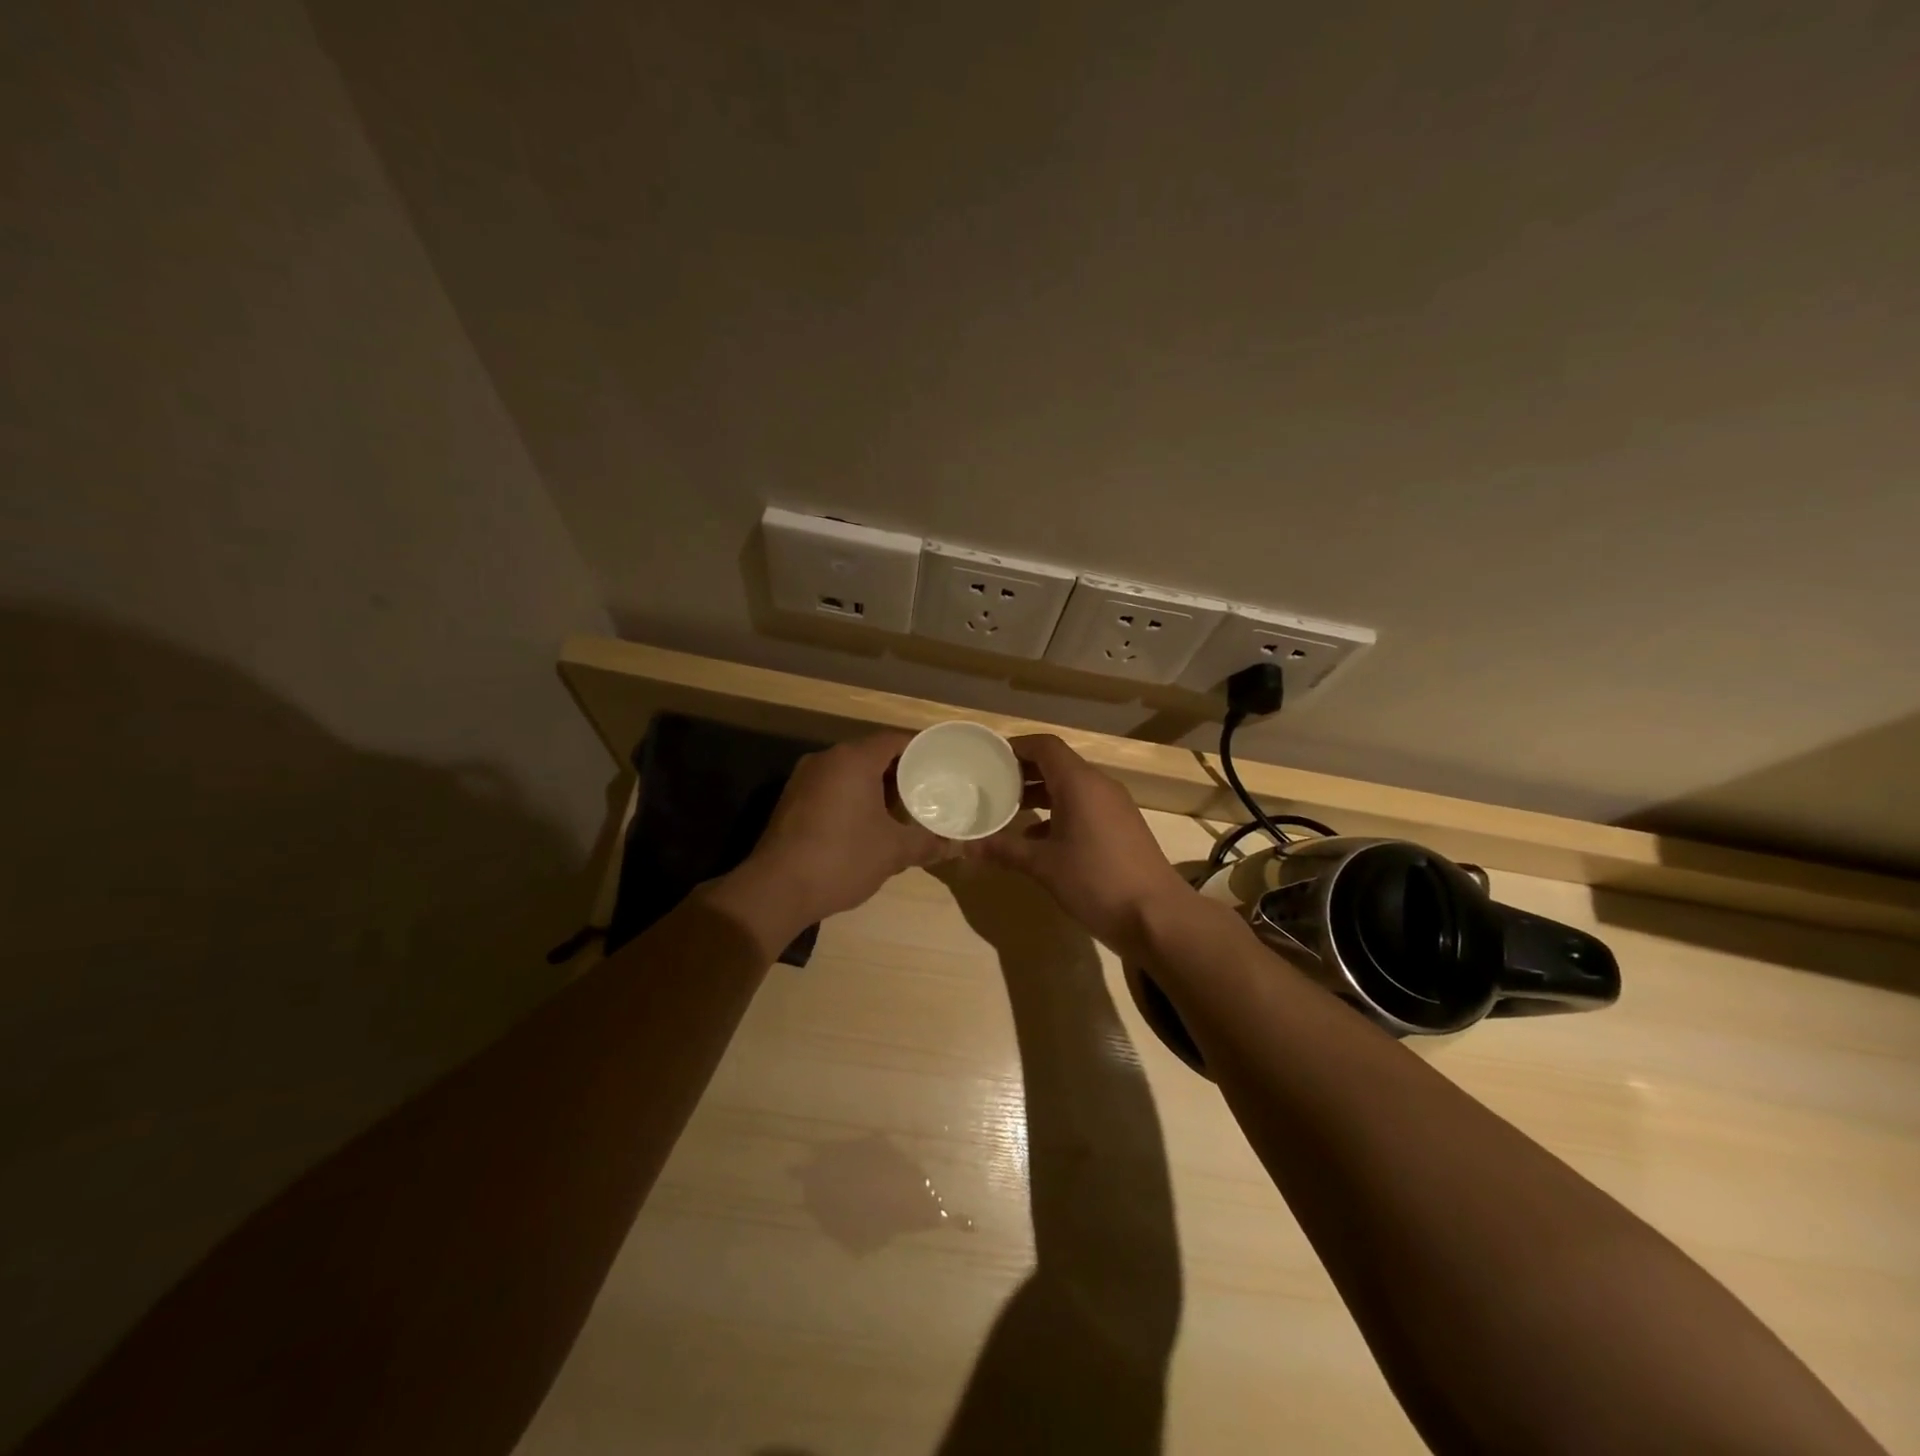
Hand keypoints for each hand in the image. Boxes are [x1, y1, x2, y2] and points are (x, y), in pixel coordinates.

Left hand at [712, 731, 950, 945]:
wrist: (776, 889)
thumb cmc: (842, 858)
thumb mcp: (893, 851)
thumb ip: (926, 843)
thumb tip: (954, 846)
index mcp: (853, 760)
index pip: (894, 739)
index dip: (919, 749)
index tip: (940, 763)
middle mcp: (826, 759)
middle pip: (870, 753)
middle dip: (898, 769)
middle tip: (925, 788)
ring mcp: (803, 778)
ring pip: (848, 771)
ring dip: (873, 785)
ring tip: (900, 807)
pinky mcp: (791, 800)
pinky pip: (830, 787)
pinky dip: (851, 796)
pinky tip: (865, 823)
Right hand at [970, 734, 1191, 952]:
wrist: (1157, 916)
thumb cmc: (1096, 881)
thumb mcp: (1044, 866)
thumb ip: (1005, 850)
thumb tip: (966, 847)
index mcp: (1080, 783)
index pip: (1045, 746)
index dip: (1016, 747)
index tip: (988, 759)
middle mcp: (1099, 786)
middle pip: (1058, 764)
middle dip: (1024, 772)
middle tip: (991, 785)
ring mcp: (1114, 806)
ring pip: (1071, 787)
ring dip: (1041, 794)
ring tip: (1009, 811)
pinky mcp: (1122, 827)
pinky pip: (1085, 806)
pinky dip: (1059, 812)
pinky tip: (1038, 840)